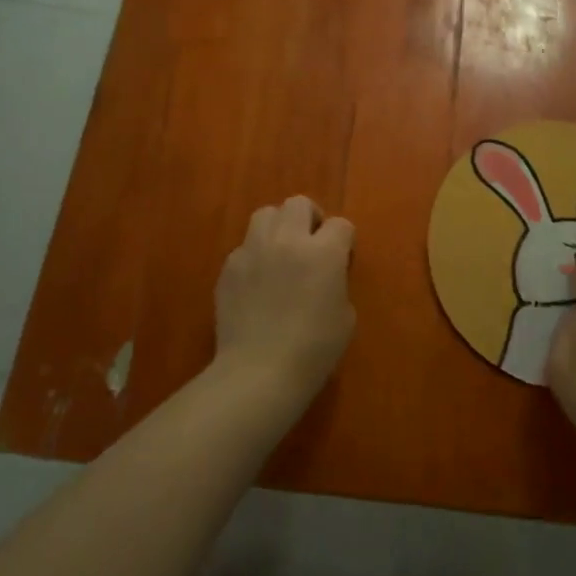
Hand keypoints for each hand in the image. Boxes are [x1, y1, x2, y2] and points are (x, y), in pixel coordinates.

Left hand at [213, 195, 356, 410]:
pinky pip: (244, 247)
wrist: (259, 371)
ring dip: (278, 227)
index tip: (342, 259)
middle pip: (298, 204)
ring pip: (265, 214)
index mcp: (323, 252)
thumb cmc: (313, 350)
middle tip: (311, 244)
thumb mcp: (345, 316)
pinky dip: (254, 256)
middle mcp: (287, 240)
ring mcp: (253, 250)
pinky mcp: (229, 267)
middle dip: (310, 218)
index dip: (344, 241)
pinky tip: (257, 282)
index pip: (341, 224)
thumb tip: (326, 275)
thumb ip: (337, 282)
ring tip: (281, 252)